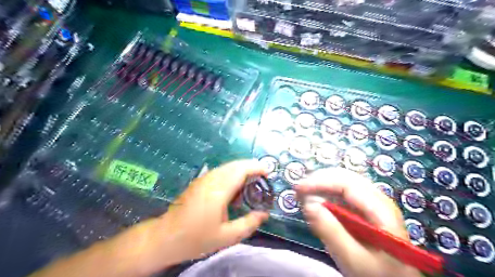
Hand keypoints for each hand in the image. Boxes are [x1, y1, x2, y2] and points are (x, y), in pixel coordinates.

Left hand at [28, 159, 268, 276]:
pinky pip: (221, 172)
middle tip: (263, 180)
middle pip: (235, 164)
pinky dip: (232, 175)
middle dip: (252, 167)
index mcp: (219, 190)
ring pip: (228, 167)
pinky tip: (235, 191)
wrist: (165, 237)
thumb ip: (248, 224)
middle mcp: (212, 179)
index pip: (241, 169)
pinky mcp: (200, 182)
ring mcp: (204, 179)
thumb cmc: (196, 238)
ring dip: (242, 171)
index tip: (268, 173)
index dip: (256, 167)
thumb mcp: (226, 237)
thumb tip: (265, 214)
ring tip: (251, 186)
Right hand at [293, 168, 420, 276]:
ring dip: (321, 185)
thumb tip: (307, 204)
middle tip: (298, 190)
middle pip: (344, 177)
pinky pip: (342, 192)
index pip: (347, 183)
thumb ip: (331, 231)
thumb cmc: (376, 274)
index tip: (298, 189)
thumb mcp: (352, 258)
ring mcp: (371, 201)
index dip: (320, 181)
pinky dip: (326, 193)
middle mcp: (378, 198)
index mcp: (381, 209)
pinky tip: (316, 200)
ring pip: (342, 182)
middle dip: (318, 180)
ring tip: (303, 194)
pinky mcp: (364, 207)